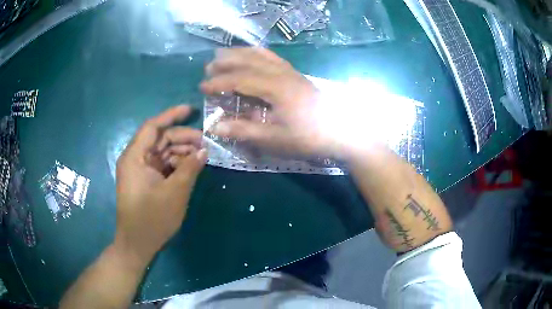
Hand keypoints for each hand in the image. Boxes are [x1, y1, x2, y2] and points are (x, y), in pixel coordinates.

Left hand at [114, 105, 205, 264]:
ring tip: (201, 156)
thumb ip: (189, 168)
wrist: (138, 244)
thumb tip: (203, 151)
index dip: (171, 116)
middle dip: (182, 138)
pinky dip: (176, 164)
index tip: (191, 110)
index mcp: (135, 157)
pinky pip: (162, 165)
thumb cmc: (152, 219)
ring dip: (181, 152)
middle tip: (205, 143)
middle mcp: (135, 159)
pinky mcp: (145, 180)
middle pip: (159, 139)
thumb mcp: (174, 193)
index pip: (152, 127)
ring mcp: (140, 170)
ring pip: (162, 152)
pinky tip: (190, 167)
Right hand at [200, 48, 346, 158]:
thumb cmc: (309, 137)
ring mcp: (290, 71)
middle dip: (225, 62)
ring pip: (260, 54)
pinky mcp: (295, 73)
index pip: (239, 79)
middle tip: (208, 68)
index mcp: (275, 87)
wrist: (341, 131)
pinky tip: (250, 56)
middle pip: (248, 60)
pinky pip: (271, 56)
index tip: (202, 87)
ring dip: (239, 53)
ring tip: (223, 55)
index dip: (219, 82)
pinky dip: (256, 53)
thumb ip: (244, 131)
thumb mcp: (275, 139)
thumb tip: (215, 126)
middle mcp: (281, 73)